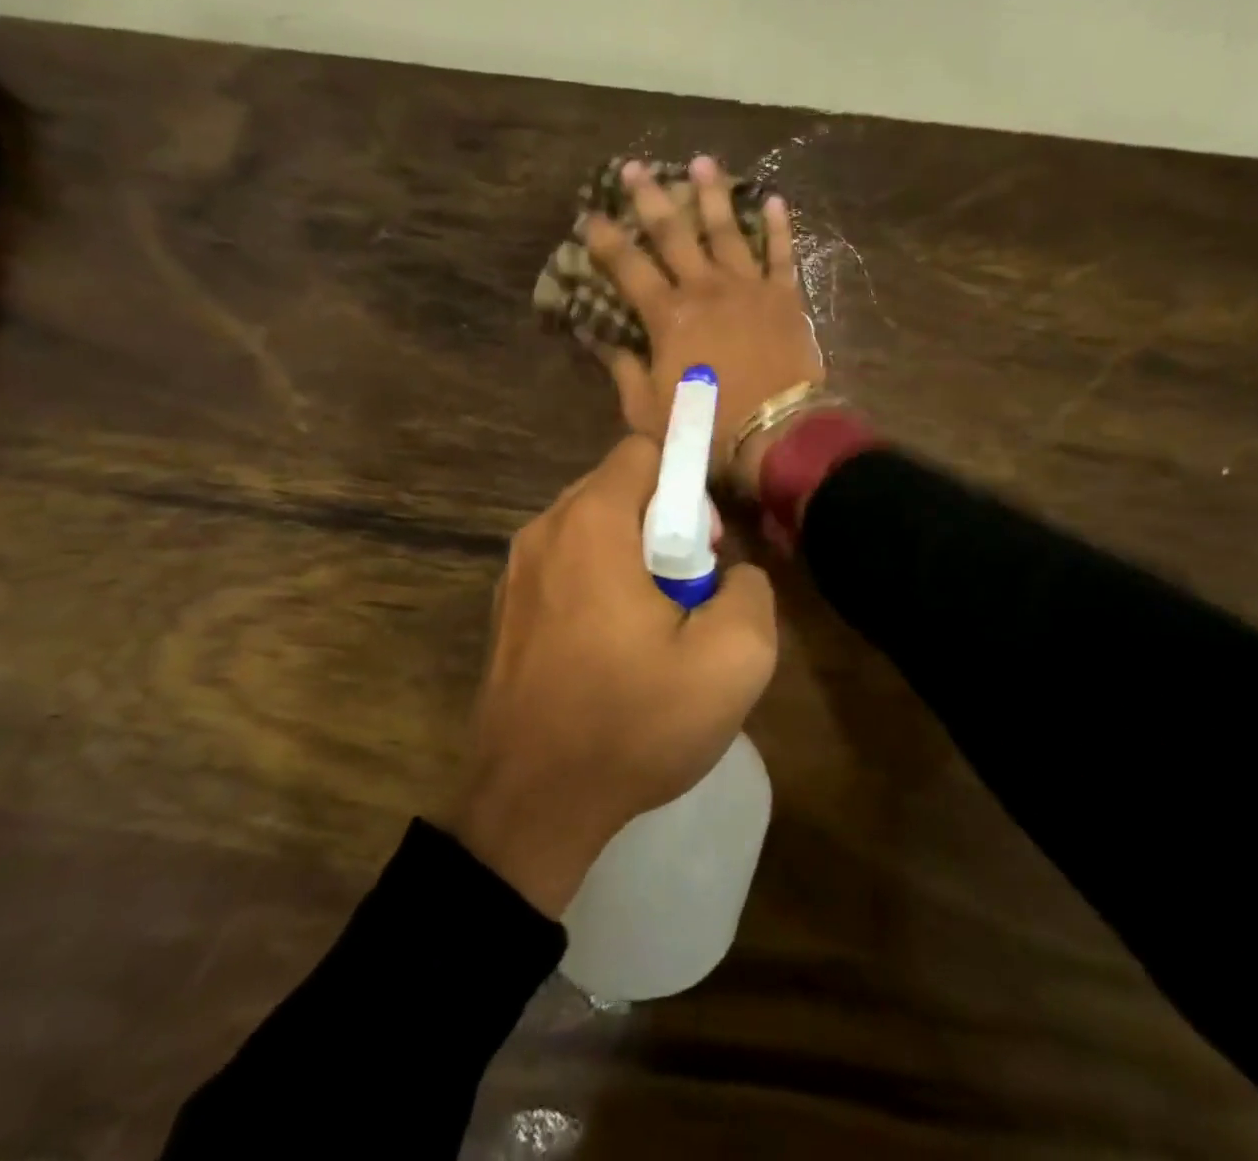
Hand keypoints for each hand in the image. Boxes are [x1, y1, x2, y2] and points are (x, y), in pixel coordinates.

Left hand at [446, 436, 778, 917]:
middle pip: (618, 489)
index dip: (687, 483)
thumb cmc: (631, 722)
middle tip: (688, 593)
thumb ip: (751, 589)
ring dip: (632, 559)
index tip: (706, 545)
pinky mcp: (506, 611)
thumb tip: (730, 573)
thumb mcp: (734, 660)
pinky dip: (597, 585)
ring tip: (654, 628)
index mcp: (590, 523)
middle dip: (664, 525)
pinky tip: (613, 651)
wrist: (530, 806)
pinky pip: (566, 568)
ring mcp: (515, 572)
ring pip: (591, 530)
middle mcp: (543, 531)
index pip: (643, 451)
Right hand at [586, 158, 824, 494]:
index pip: (627, 266)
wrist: (775, 433)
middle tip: (634, 167)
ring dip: (712, 195)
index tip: (589, 215)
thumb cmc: (705, 425)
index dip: (605, 239)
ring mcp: (748, 287)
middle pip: (673, 234)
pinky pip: (780, 254)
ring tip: (701, 162)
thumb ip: (622, 368)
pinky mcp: (784, 297)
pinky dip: (777, 227)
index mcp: (668, 315)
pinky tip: (772, 200)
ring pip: (726, 230)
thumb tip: (596, 338)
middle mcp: (705, 288)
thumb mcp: (646, 408)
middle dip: (650, 198)